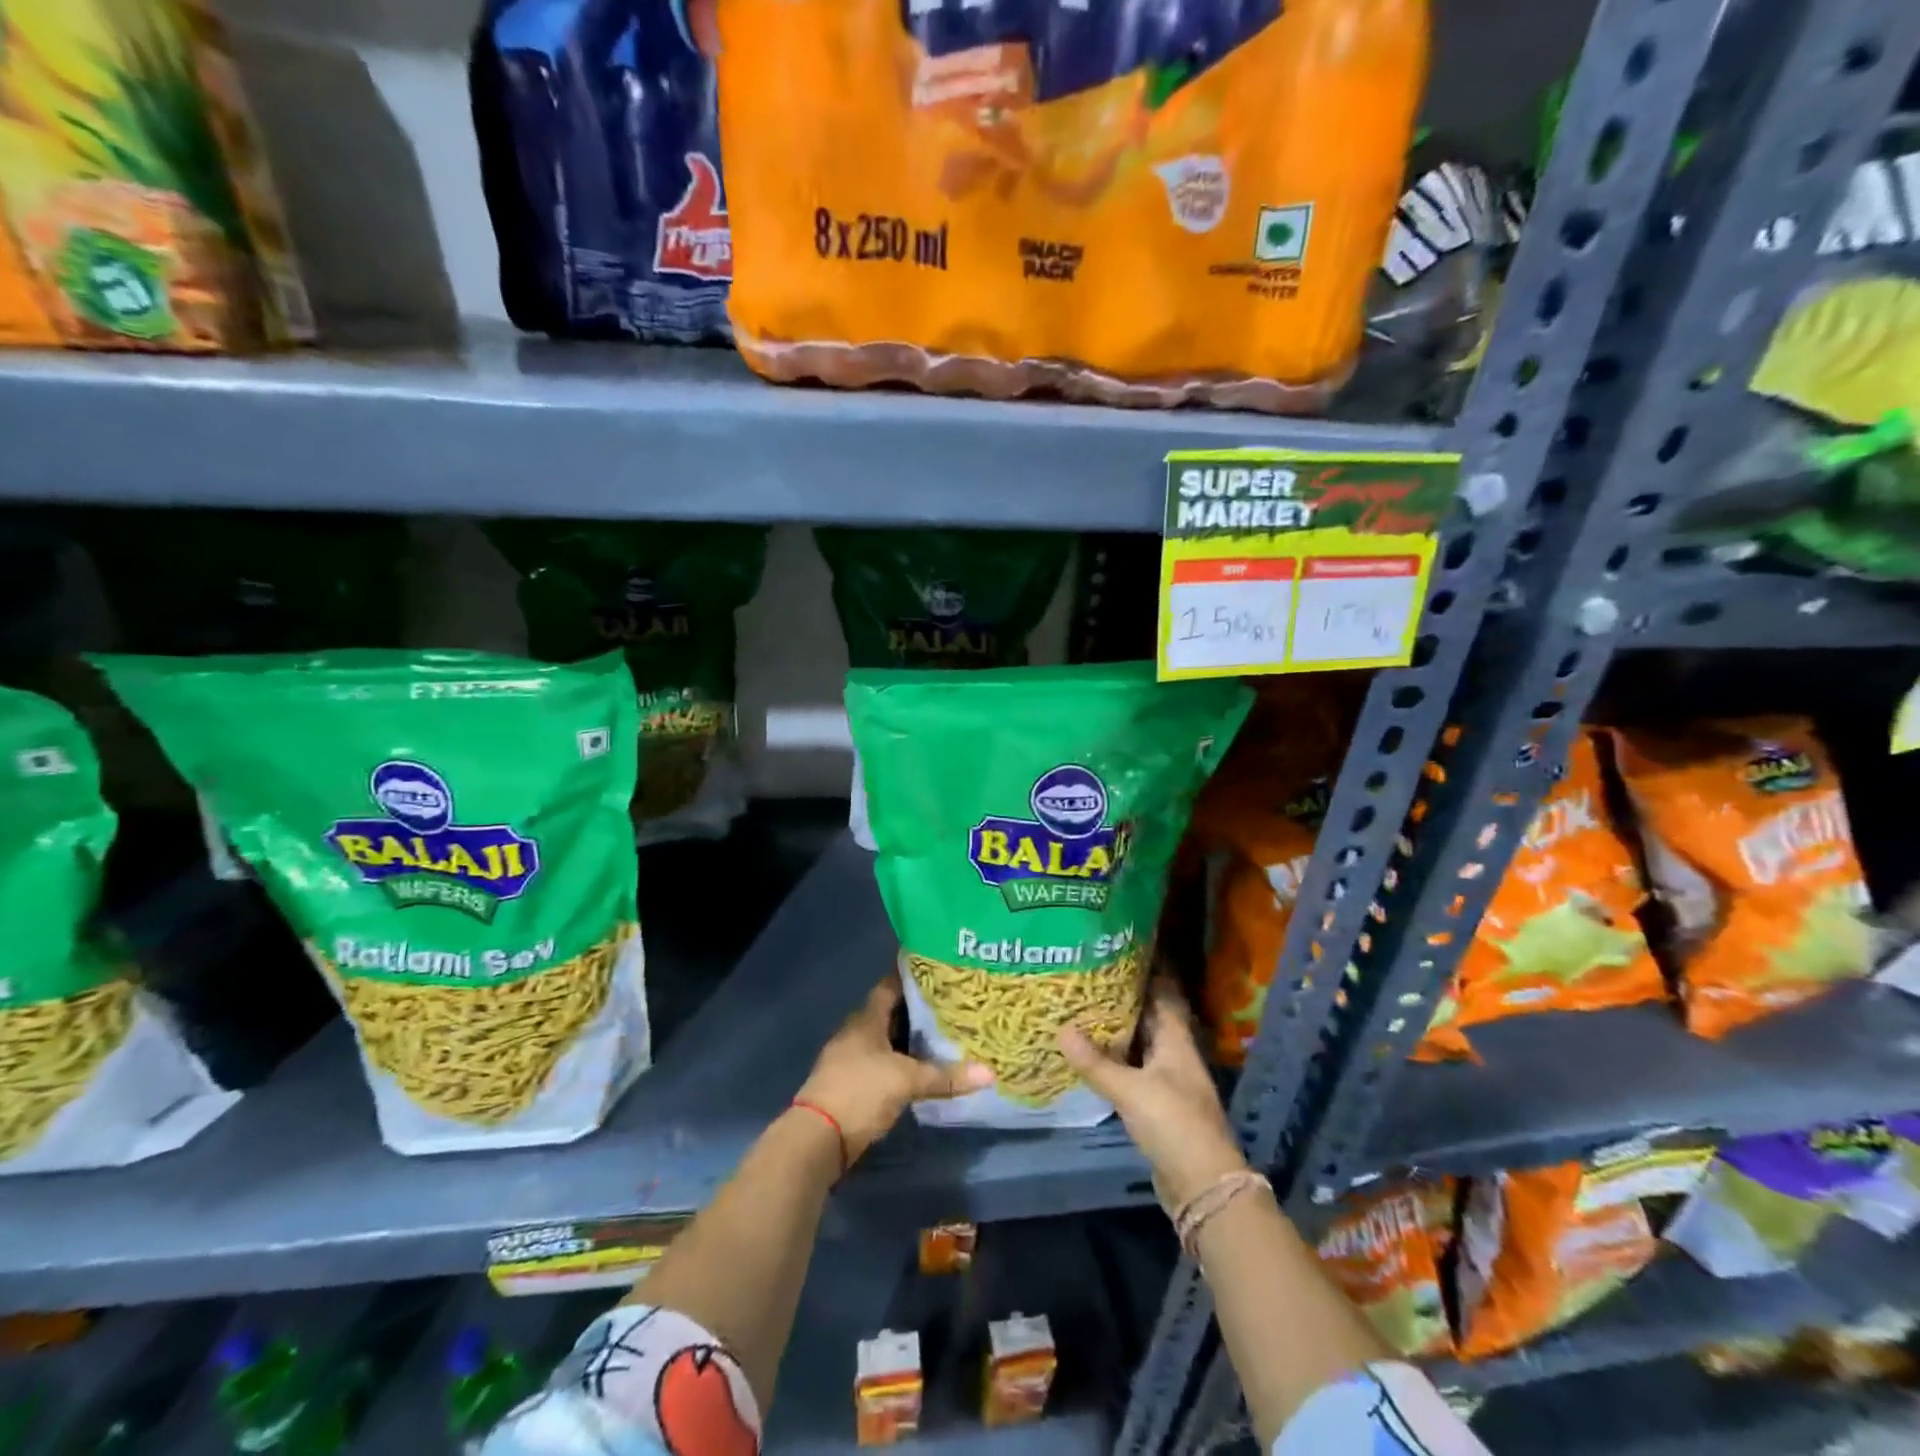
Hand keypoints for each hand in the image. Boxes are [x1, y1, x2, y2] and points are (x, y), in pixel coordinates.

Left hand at [795, 976, 993, 1163]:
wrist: (817, 1138)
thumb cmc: (860, 1092)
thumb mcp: (906, 1081)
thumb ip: (945, 1076)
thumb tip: (989, 1073)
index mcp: (866, 1019)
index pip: (890, 986)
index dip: (911, 977)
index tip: (938, 970)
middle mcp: (857, 1032)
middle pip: (890, 1013)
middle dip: (917, 1009)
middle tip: (951, 1003)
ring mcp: (851, 1058)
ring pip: (886, 1040)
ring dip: (910, 1038)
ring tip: (943, 1033)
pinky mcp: (852, 1083)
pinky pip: (882, 1062)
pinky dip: (902, 1061)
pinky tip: (922, 1068)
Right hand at [1059, 978, 1247, 1212]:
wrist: (1202, 1185)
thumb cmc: (1172, 1124)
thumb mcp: (1130, 1090)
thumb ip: (1095, 1062)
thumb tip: (1060, 1028)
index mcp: (1176, 1041)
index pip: (1163, 994)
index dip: (1146, 972)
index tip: (1119, 950)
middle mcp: (1175, 1055)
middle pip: (1149, 1018)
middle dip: (1123, 999)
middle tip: (1088, 977)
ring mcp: (1168, 1081)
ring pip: (1140, 1045)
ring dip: (1117, 1031)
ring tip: (1082, 1009)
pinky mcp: (1159, 1105)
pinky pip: (1133, 1071)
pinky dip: (1115, 1060)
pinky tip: (1091, 1055)